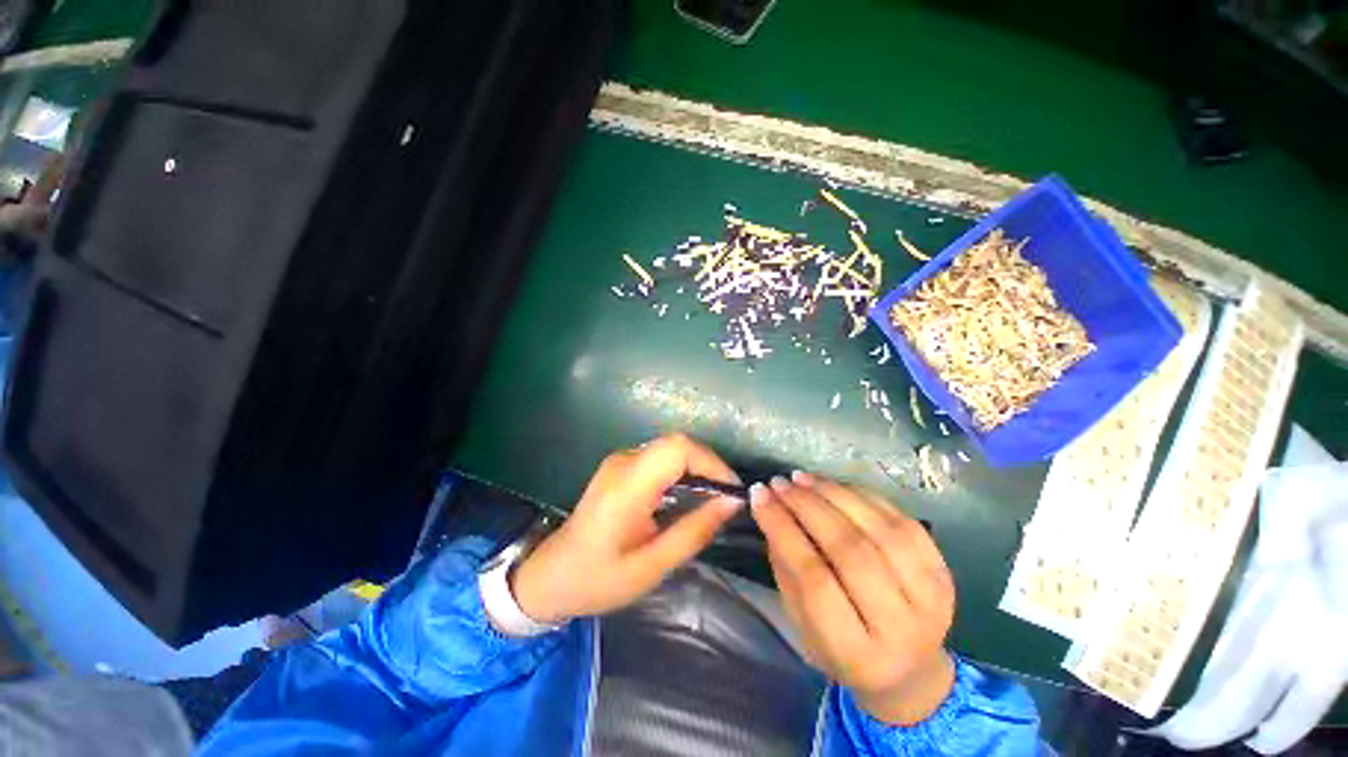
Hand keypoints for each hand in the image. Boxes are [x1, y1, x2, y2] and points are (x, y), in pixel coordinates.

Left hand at [510, 434, 743, 623]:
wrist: (551, 575)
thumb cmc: (599, 578)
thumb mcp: (652, 566)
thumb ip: (694, 531)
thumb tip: (732, 503)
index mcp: (627, 485)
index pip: (677, 448)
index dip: (711, 462)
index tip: (731, 492)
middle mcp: (624, 461)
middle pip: (676, 444)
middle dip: (708, 466)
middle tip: (726, 498)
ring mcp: (620, 461)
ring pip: (670, 449)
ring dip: (697, 468)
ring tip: (713, 500)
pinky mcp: (621, 466)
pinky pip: (660, 459)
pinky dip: (682, 472)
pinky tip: (688, 497)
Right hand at [750, 472, 956, 724]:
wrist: (910, 671)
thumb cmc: (843, 652)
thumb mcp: (802, 624)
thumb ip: (786, 568)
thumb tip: (771, 508)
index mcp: (858, 655)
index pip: (815, 580)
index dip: (783, 530)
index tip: (759, 496)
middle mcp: (901, 628)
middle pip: (850, 550)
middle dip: (807, 506)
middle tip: (779, 483)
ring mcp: (931, 598)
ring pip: (878, 529)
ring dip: (834, 494)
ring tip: (802, 478)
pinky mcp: (944, 571)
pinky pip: (902, 520)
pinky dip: (863, 495)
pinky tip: (834, 485)